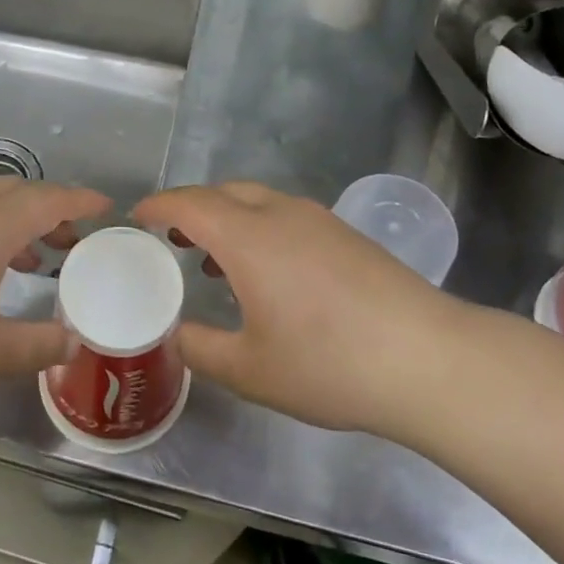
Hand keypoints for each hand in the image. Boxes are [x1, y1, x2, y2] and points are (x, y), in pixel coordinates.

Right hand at [133, 182, 469, 435]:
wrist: (426, 359)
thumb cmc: (328, 363)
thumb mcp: (251, 370)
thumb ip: (201, 349)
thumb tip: (175, 335)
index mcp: (248, 236)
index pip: (189, 203)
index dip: (158, 205)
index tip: (137, 216)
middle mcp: (280, 214)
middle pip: (223, 192)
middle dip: (191, 207)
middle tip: (171, 237)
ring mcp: (318, 220)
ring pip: (258, 200)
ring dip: (228, 217)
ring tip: (214, 257)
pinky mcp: (346, 234)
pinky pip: (286, 215)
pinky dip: (259, 227)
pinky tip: (268, 271)